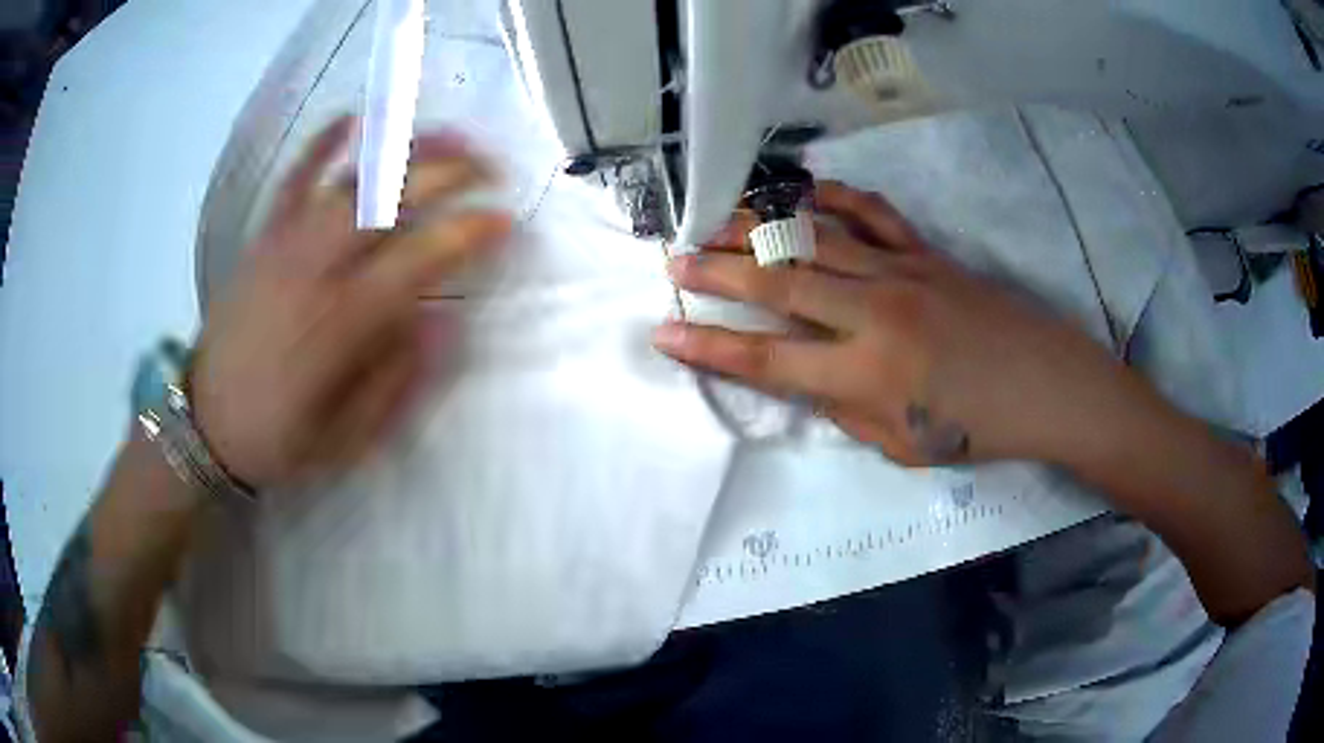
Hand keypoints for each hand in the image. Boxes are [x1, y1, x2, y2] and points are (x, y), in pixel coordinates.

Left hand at [189, 117, 511, 488]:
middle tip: (489, 170)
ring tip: (447, 138)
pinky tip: (350, 119)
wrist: (205, 425)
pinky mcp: (262, 239)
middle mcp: (315, 269)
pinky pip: (293, 179)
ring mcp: (284, 245)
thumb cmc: (279, 437)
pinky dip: (321, 144)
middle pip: (389, 200)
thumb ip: (397, 380)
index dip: (468, 232)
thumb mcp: (348, 437)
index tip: (504, 221)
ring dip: (404, 151)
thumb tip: (443, 320)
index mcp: (340, 324)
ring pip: (351, 179)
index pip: (418, 258)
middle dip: (448, 173)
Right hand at [653, 181, 1141, 466]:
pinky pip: (872, 212)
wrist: (1047, 386)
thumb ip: (842, 407)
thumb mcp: (901, 444)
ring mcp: (902, 272)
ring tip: (715, 222)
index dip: (710, 349)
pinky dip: (833, 197)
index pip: (768, 361)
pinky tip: (802, 191)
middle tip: (673, 261)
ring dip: (759, 230)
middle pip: (778, 285)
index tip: (663, 334)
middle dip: (716, 274)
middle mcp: (875, 313)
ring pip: (814, 239)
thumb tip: (800, 374)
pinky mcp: (926, 251)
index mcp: (867, 374)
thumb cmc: (976, 428)